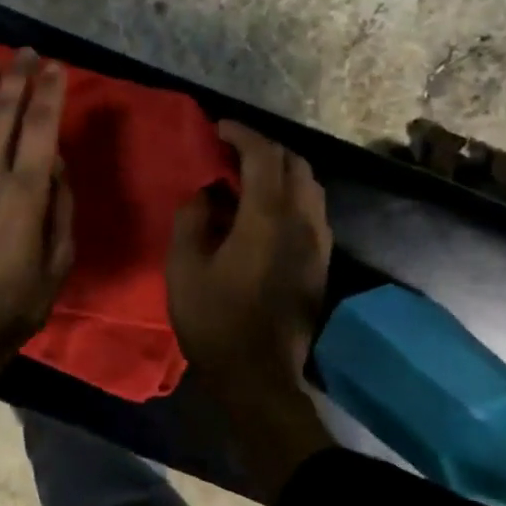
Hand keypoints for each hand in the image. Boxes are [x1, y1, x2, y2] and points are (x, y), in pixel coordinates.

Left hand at [0, 48, 73, 375]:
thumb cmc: (17, 302)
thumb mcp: (59, 261)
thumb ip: (60, 206)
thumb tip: (54, 161)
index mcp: (25, 195)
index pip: (40, 127)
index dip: (49, 92)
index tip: (55, 67)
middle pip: (2, 113)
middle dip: (16, 77)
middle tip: (26, 52)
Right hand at [168, 121, 334, 497]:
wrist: (258, 376)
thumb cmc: (214, 321)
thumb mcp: (184, 266)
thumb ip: (193, 218)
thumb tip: (207, 193)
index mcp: (267, 218)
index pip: (263, 156)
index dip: (241, 134)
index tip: (218, 128)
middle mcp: (302, 221)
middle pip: (294, 163)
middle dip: (264, 147)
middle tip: (230, 149)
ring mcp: (318, 242)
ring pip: (310, 185)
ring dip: (281, 169)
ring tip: (247, 176)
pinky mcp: (321, 261)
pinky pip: (312, 209)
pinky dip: (290, 193)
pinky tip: (264, 209)